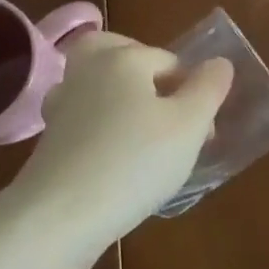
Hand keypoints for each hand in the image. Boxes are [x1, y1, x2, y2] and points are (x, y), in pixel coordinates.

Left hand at [10, 33, 233, 247]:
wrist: (61, 216)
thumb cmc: (134, 162)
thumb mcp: (189, 126)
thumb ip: (208, 89)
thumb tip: (219, 62)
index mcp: (123, 57)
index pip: (168, 60)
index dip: (192, 92)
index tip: (201, 132)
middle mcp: (88, 69)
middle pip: (118, 52)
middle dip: (143, 71)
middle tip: (164, 106)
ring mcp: (62, 102)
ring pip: (96, 82)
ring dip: (119, 97)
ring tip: (142, 132)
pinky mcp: (49, 136)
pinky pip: (82, 115)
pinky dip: (98, 125)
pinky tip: (113, 155)